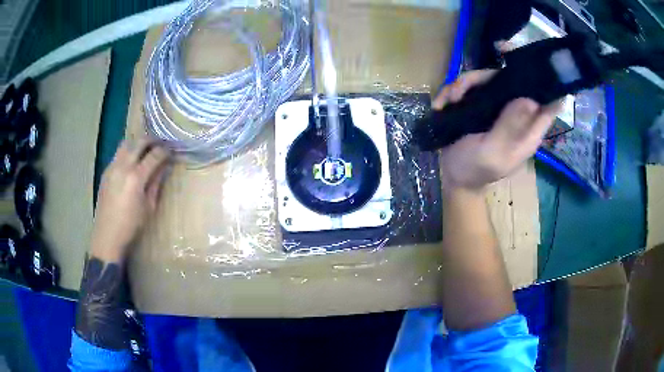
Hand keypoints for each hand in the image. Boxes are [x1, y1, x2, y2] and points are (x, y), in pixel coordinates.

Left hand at [91, 138, 170, 262]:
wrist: (107, 235)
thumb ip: (156, 183)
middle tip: (161, 145)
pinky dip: (128, 152)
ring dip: (138, 143)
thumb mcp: (149, 207)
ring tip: (145, 150)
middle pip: (140, 142)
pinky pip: (118, 154)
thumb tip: (164, 167)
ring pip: (127, 143)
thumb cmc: (131, 225)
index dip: (165, 151)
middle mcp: (123, 166)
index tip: (172, 152)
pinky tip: (131, 163)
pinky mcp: (106, 171)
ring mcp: (112, 167)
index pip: (155, 155)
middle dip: (153, 140)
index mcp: (136, 177)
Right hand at [434, 70, 560, 191]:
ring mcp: (498, 107)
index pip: (550, 103)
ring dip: (465, 84)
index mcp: (528, 130)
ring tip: (451, 100)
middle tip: (464, 87)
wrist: (452, 176)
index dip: (548, 82)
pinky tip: (444, 103)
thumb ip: (510, 129)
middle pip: (513, 79)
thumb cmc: (474, 170)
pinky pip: (471, 85)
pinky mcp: (481, 103)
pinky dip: (455, 90)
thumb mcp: (492, 154)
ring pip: (488, 78)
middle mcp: (517, 114)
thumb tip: (529, 99)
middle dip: (488, 76)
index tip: (533, 63)